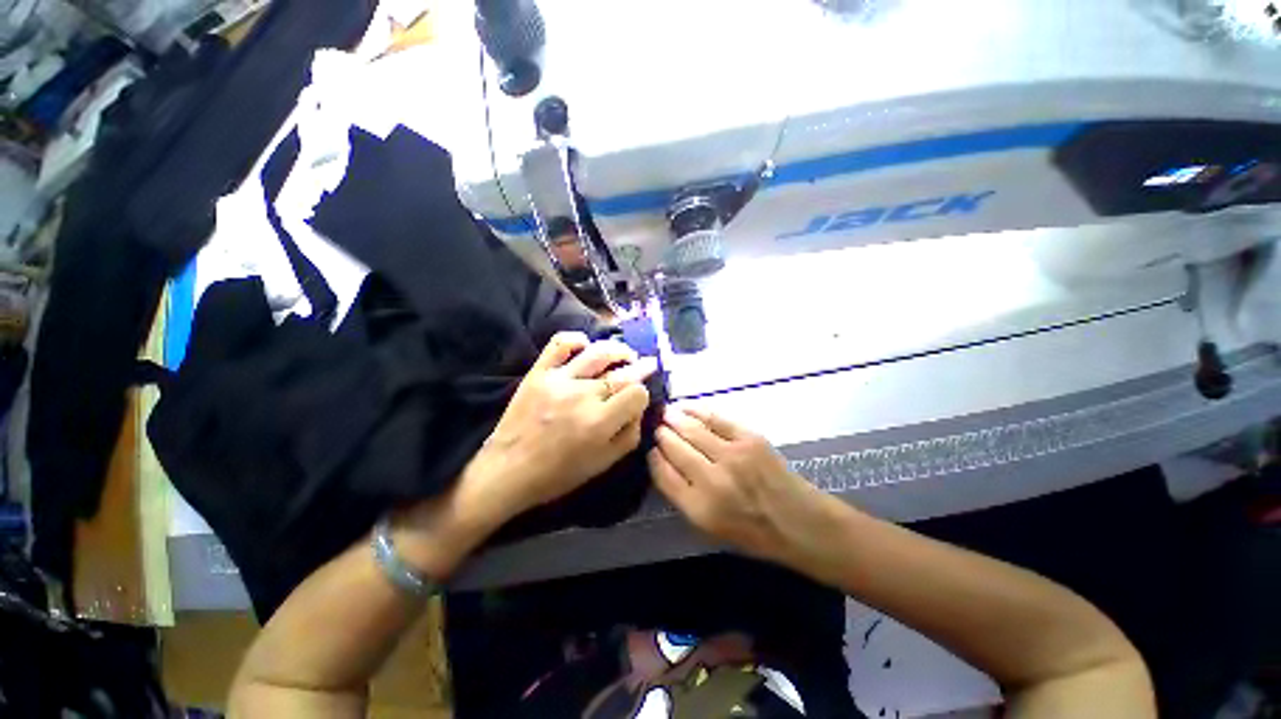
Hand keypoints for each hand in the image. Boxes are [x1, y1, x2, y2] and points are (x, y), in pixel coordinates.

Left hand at [469, 331, 656, 522]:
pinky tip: (586, 346)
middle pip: (622, 372)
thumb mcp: (604, 464)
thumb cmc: (559, 473)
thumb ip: (630, 434)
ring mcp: (559, 380)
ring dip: (619, 350)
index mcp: (599, 421)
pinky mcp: (539, 372)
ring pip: (598, 352)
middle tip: (647, 365)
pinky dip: (577, 339)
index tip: (637, 400)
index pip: (637, 393)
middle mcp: (582, 395)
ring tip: (625, 354)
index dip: (643, 395)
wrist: (508, 470)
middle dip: (640, 368)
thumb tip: (638, 407)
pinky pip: (560, 343)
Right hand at [648, 407, 835, 564]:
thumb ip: (683, 496)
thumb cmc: (753, 532)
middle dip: (661, 434)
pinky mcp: (749, 439)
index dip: (653, 457)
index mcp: (699, 508)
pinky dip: (697, 410)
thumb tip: (663, 462)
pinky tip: (687, 407)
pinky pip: (716, 419)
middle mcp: (713, 480)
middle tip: (655, 426)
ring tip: (666, 413)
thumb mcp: (710, 528)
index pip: (663, 474)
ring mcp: (732, 456)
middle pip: (675, 448)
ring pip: (692, 430)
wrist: (800, 522)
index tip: (649, 448)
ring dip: (674, 419)